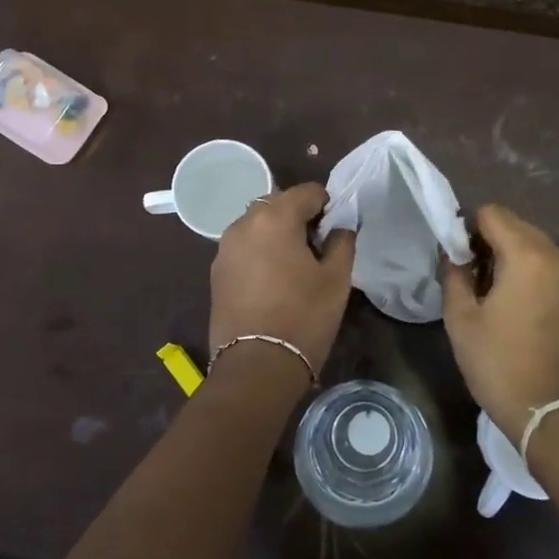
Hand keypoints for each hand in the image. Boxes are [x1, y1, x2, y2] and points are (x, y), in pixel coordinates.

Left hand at [209, 184, 355, 377]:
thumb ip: (342, 241)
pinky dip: (259, 251)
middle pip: (278, 204)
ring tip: (294, 264)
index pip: (307, 192)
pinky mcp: (216, 272)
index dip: (327, 205)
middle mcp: (244, 223)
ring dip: (277, 233)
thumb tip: (339, 227)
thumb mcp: (336, 279)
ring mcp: (224, 248)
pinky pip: (243, 247)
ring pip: (257, 225)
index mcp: (275, 217)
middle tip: (317, 247)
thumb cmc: (304, 317)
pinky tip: (273, 280)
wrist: (256, 366)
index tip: (335, 230)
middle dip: (299, 216)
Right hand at [441, 204, 558, 443]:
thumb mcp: (461, 319)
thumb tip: (455, 255)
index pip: (494, 213)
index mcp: (527, 256)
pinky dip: (540, 284)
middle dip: (495, 244)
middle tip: (478, 280)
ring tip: (503, 300)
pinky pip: (558, 278)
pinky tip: (529, 318)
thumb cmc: (498, 362)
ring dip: (519, 263)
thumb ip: (454, 274)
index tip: (462, 260)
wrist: (550, 412)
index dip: (470, 229)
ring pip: (542, 253)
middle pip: (520, 229)